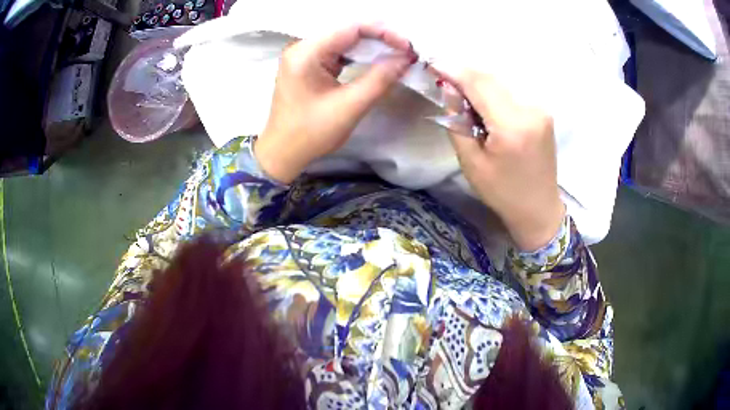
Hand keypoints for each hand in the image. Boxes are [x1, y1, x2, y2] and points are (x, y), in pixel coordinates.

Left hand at [255, 24, 415, 183]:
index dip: (384, 32)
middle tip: (406, 50)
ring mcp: (304, 55)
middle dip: (379, 38)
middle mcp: (302, 47)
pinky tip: (376, 60)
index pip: (351, 28)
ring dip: (371, 46)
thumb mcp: (350, 107)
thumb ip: (380, 79)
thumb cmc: (311, 133)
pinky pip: (337, 52)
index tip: (408, 46)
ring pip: (344, 41)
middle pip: (347, 31)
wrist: (282, 153)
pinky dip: (358, 55)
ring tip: (397, 53)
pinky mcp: (308, 65)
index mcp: (306, 53)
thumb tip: (406, 58)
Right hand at [438, 69, 564, 251]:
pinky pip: (513, 91)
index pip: (478, 83)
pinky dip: (494, 91)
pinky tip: (485, 104)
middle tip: (444, 79)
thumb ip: (457, 121)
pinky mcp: (543, 111)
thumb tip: (448, 88)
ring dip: (479, 82)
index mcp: (512, 127)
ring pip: (501, 81)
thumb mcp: (471, 162)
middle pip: (490, 77)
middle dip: (465, 74)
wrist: (539, 208)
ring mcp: (541, 109)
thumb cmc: (502, 192)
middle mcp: (530, 110)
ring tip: (463, 95)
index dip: (453, 70)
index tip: (433, 64)